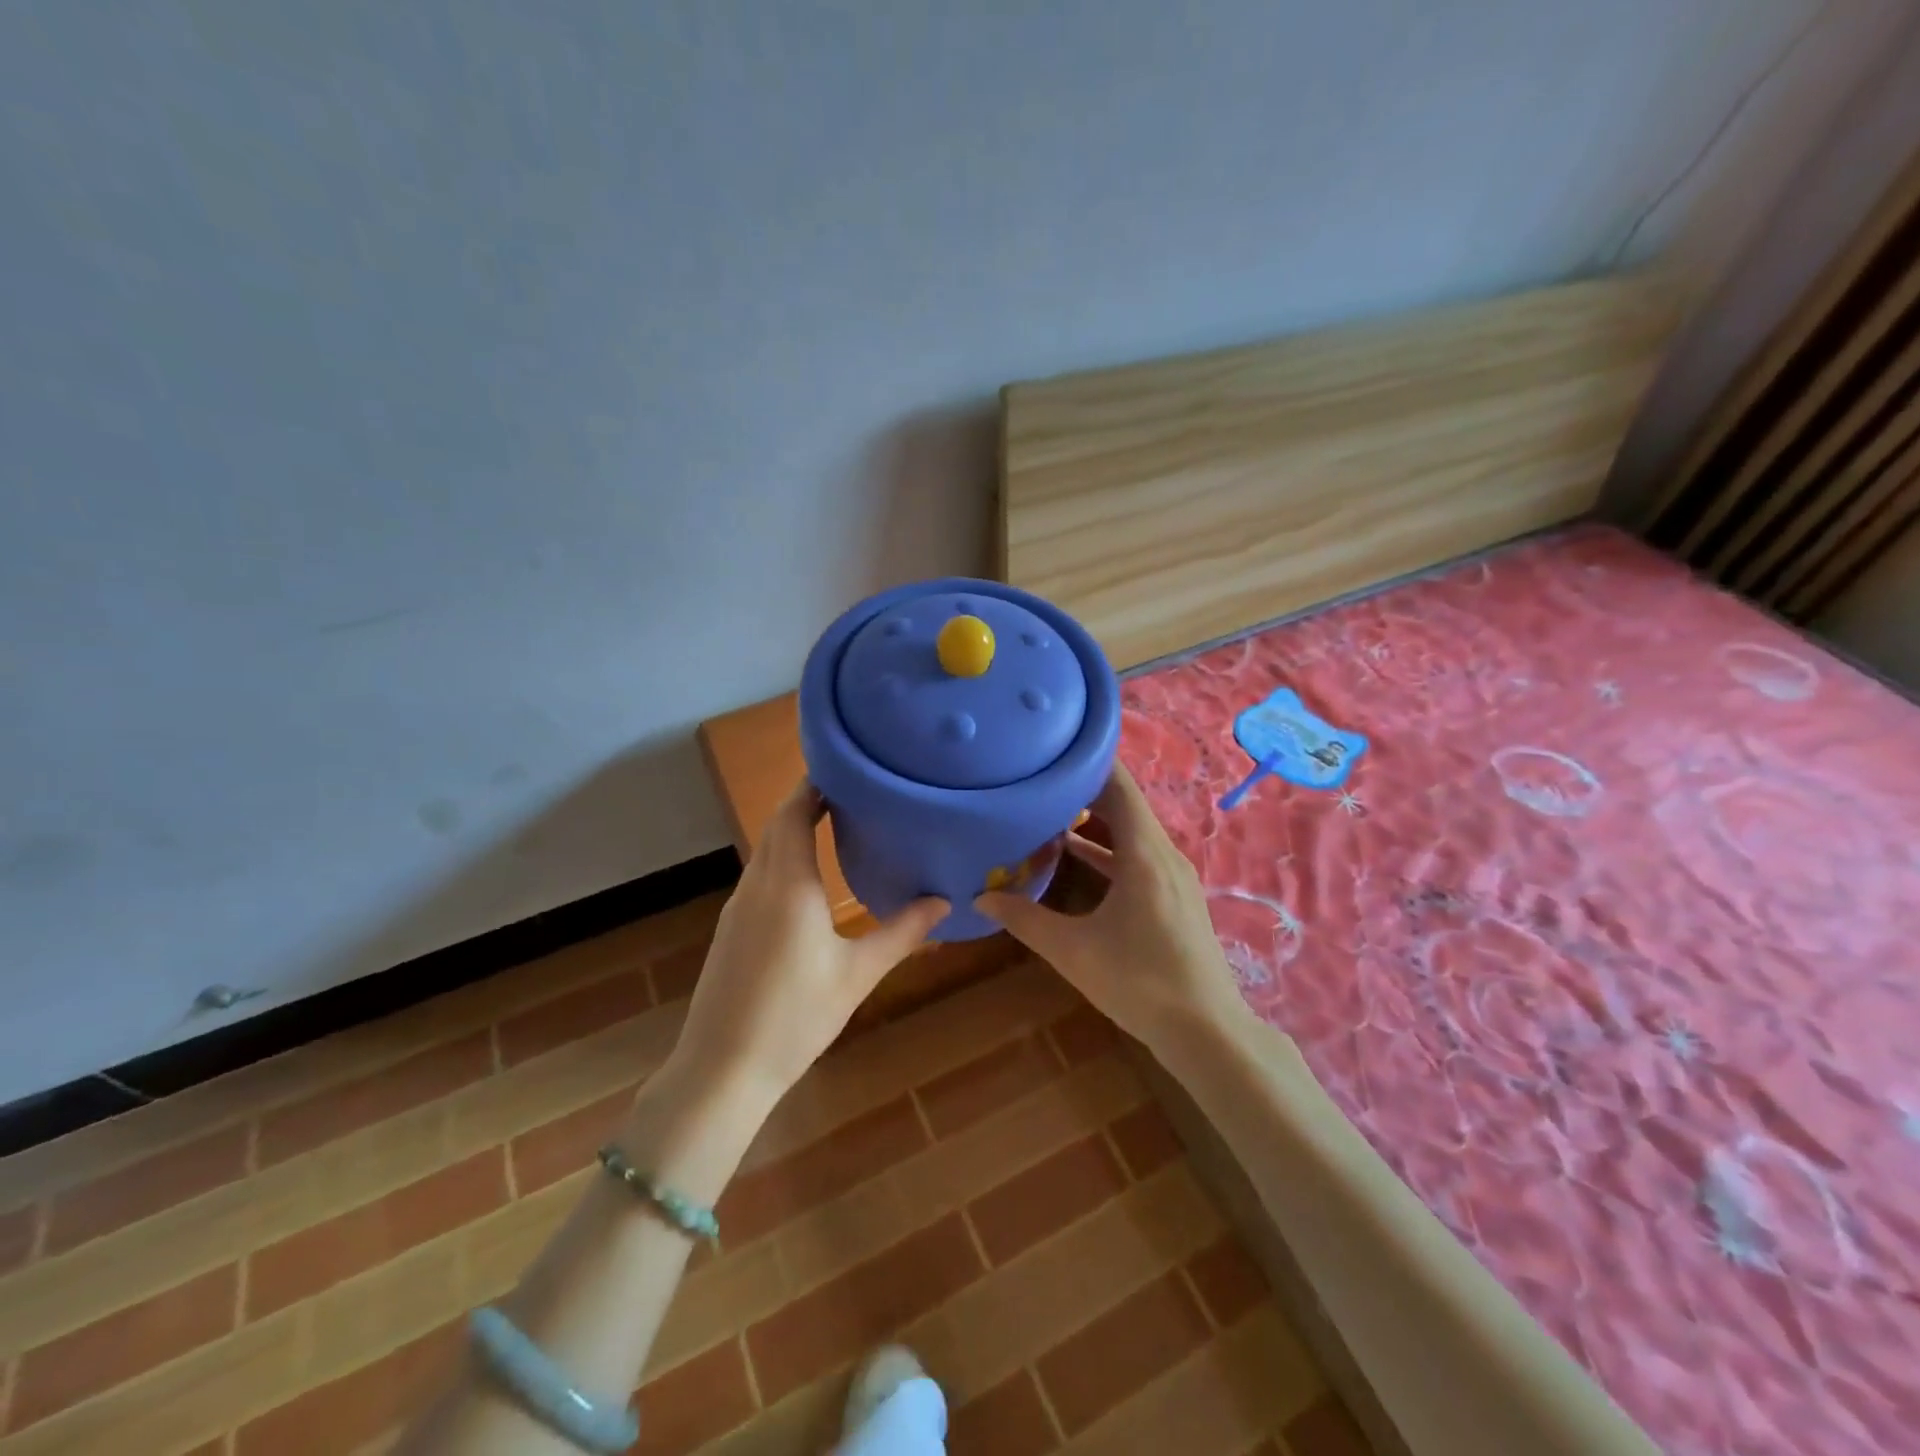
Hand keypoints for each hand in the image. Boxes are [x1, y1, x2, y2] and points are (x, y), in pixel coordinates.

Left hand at [671, 781, 946, 1106]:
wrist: (721, 1069)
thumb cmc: (795, 1017)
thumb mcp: (857, 974)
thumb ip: (902, 933)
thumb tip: (944, 902)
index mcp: (788, 885)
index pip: (793, 814)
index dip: (813, 786)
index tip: (845, 769)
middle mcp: (757, 885)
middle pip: (776, 826)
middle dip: (806, 802)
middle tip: (851, 792)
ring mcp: (738, 908)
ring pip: (765, 851)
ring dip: (792, 829)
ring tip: (834, 823)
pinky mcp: (731, 929)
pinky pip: (759, 875)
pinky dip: (782, 858)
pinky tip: (807, 878)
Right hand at [975, 764, 1247, 1052]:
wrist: (1207, 1032)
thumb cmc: (1139, 982)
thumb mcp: (1073, 951)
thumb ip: (1025, 920)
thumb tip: (980, 898)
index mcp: (1144, 853)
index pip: (1119, 785)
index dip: (1088, 761)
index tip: (1052, 749)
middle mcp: (1163, 853)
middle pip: (1125, 803)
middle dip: (1083, 788)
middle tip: (1039, 778)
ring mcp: (1173, 875)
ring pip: (1132, 830)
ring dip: (1096, 820)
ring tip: (1049, 810)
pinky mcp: (1175, 896)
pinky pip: (1139, 855)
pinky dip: (1109, 848)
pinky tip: (1076, 855)